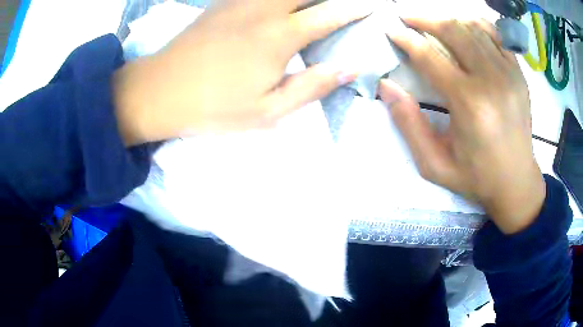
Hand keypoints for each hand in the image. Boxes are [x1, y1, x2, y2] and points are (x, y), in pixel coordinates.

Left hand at [114, 0, 372, 143]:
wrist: (159, 91)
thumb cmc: (213, 108)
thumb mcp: (267, 112)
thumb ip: (312, 87)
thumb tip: (350, 69)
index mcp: (279, 37)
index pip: (330, 15)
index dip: (355, 8)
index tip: (373, 6)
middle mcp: (264, 10)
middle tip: (350, 1)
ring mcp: (241, 1)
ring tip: (318, 3)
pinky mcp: (223, 1)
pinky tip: (284, 2)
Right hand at [380, 18, 545, 233]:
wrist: (516, 183)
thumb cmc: (476, 177)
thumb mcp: (434, 164)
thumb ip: (409, 124)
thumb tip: (387, 86)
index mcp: (469, 103)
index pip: (430, 56)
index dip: (406, 39)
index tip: (392, 30)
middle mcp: (491, 80)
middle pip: (452, 31)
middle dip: (425, 19)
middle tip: (408, 18)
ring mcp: (508, 73)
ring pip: (473, 28)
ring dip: (448, 21)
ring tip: (433, 24)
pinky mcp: (518, 74)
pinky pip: (496, 36)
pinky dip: (477, 26)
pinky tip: (466, 28)